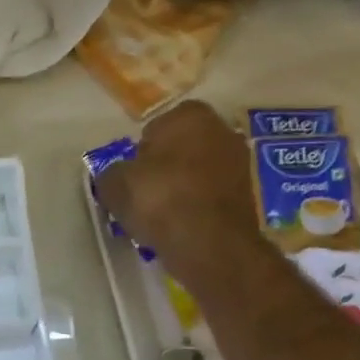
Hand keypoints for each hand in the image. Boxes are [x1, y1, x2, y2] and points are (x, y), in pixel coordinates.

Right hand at [95, 99, 268, 297]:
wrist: (208, 244)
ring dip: (180, 187)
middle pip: (181, 148)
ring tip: (158, 213)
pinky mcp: (248, 197)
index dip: (140, 151)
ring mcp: (240, 164)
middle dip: (164, 166)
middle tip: (143, 191)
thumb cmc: (159, 198)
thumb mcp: (113, 183)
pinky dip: (195, 206)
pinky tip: (178, 225)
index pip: (156, 126)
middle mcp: (222, 131)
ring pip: (196, 172)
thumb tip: (116, 176)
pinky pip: (208, 196)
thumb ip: (111, 172)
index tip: (131, 173)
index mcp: (190, 115)